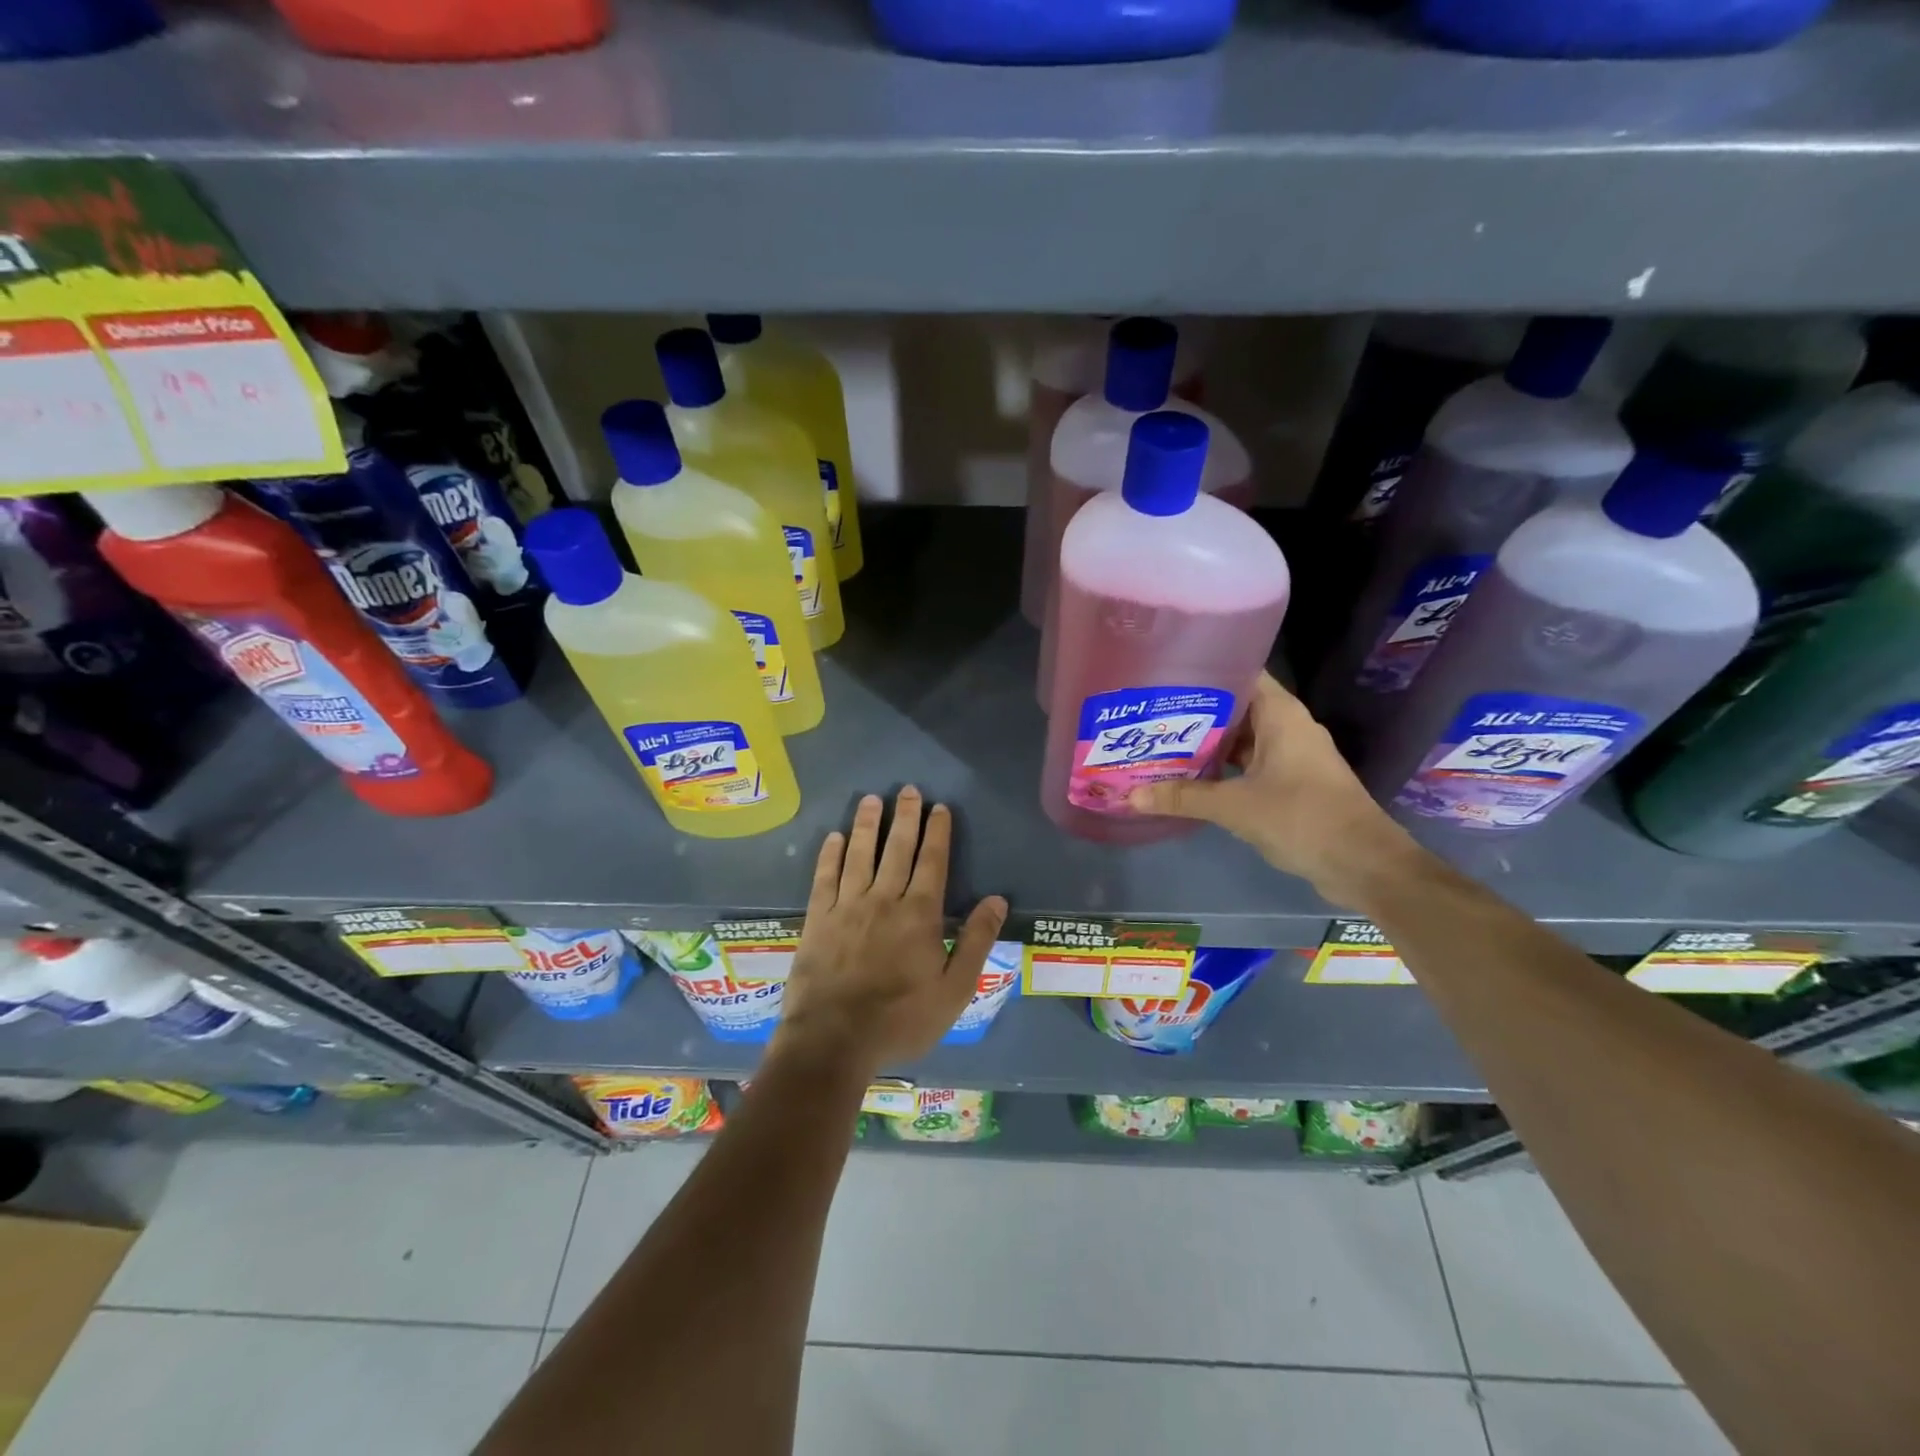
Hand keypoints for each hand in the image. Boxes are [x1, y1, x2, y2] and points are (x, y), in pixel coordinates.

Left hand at [773, 787, 1007, 1080]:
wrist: (834, 1040)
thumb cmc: (901, 1020)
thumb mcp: (954, 990)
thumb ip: (976, 941)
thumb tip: (997, 899)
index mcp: (920, 914)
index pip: (932, 862)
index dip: (937, 832)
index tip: (939, 807)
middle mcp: (884, 899)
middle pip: (897, 848)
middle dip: (905, 817)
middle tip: (908, 789)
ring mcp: (847, 906)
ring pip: (859, 854)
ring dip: (867, 825)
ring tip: (872, 799)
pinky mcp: (818, 919)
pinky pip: (824, 877)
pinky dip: (830, 854)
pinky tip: (834, 837)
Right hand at [1128, 673, 1419, 908]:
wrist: (1362, 864)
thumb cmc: (1302, 818)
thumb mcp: (1235, 807)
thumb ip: (1183, 798)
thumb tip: (1131, 796)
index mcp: (1280, 714)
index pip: (1239, 673)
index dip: (1203, 671)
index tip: (1163, 675)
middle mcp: (1286, 727)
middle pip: (1235, 706)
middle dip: (1194, 711)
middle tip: (1149, 713)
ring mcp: (1290, 755)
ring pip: (1240, 738)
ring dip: (1206, 742)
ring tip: (1159, 742)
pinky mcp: (1290, 782)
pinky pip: (1248, 763)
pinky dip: (1221, 767)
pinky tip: (1188, 776)